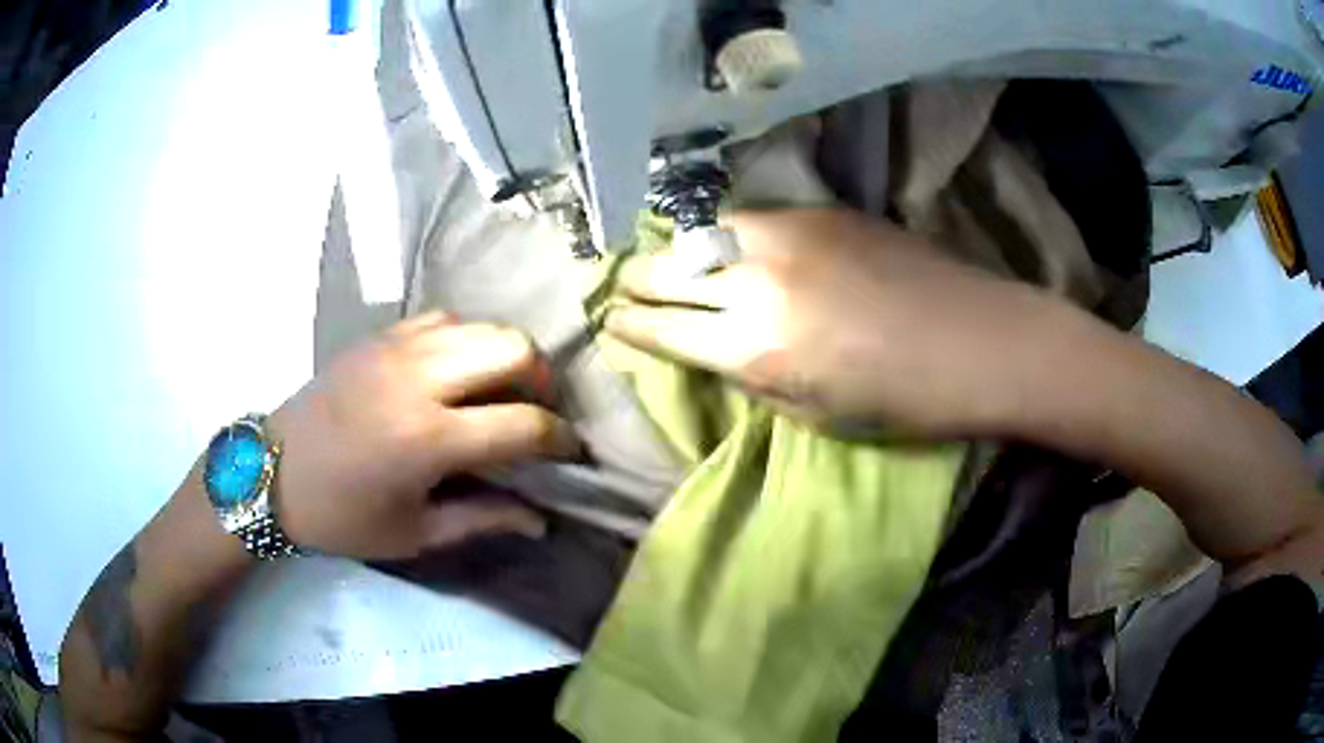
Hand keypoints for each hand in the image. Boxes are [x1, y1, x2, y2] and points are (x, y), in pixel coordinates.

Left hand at [268, 313, 579, 559]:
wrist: (272, 473)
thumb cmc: (342, 516)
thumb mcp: (414, 535)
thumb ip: (484, 519)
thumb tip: (542, 520)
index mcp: (428, 439)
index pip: (523, 423)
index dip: (560, 437)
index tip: (570, 451)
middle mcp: (419, 379)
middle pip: (512, 348)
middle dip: (543, 381)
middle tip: (538, 413)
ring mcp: (397, 347)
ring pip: (481, 324)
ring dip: (507, 355)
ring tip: (503, 390)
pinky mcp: (380, 335)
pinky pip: (444, 319)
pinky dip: (467, 340)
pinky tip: (459, 370)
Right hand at [604, 208, 1059, 436]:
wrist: (978, 341)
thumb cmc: (903, 402)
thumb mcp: (813, 416)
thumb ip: (753, 376)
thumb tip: (714, 349)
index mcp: (754, 347)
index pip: (662, 328)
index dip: (629, 326)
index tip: (610, 322)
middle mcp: (756, 281)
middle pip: (667, 270)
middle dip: (636, 281)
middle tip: (622, 287)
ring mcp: (788, 235)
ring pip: (702, 233)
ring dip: (677, 252)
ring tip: (668, 262)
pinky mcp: (819, 212)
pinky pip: (749, 219)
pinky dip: (725, 235)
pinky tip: (729, 247)